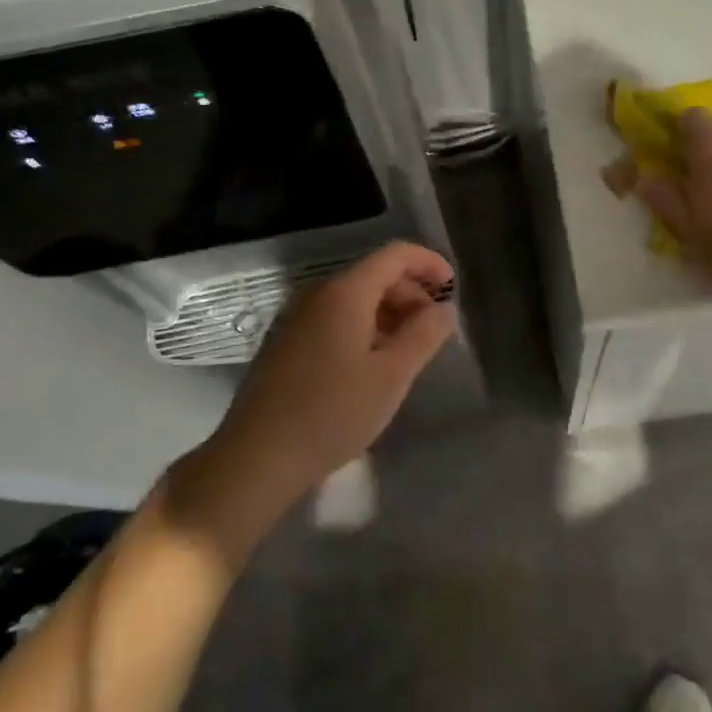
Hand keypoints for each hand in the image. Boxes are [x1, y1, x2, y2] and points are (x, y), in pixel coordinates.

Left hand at [167, 242, 456, 555]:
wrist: (258, 456)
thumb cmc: (332, 413)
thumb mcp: (391, 376)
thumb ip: (424, 335)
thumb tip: (446, 308)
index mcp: (344, 293)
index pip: (395, 255)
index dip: (429, 263)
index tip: (453, 288)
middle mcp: (318, 294)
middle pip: (374, 274)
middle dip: (411, 292)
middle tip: (435, 328)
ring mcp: (298, 317)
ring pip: (355, 298)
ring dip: (389, 312)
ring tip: (410, 349)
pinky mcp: (288, 341)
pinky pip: (335, 317)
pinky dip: (365, 326)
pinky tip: (375, 362)